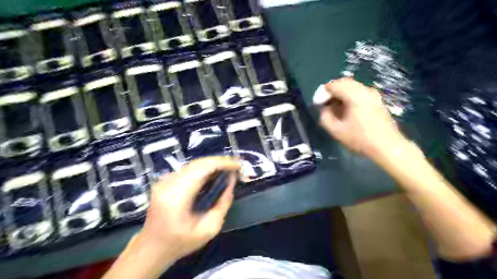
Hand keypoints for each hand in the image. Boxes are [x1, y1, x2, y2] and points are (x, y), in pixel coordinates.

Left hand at [135, 157, 240, 260]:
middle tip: (236, 165)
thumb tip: (231, 183)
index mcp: (177, 197)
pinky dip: (203, 168)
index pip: (202, 169)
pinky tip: (213, 173)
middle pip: (198, 163)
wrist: (151, 248)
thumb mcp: (209, 230)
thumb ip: (223, 204)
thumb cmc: (180, 243)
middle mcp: (168, 184)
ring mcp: (164, 181)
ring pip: (193, 164)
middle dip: (219, 161)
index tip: (238, 165)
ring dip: (212, 164)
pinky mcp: (164, 182)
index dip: (222, 163)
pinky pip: (188, 170)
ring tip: (228, 167)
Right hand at [318, 77, 407, 159]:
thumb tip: (324, 109)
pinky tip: (348, 109)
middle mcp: (364, 90)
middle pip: (343, 83)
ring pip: (352, 87)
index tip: (319, 104)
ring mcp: (373, 94)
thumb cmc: (360, 139)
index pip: (333, 85)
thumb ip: (325, 117)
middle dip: (332, 92)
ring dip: (341, 94)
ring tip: (335, 108)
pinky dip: (350, 96)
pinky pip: (360, 91)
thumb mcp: (336, 131)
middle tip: (326, 105)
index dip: (323, 93)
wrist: (387, 146)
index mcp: (354, 95)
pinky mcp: (377, 99)